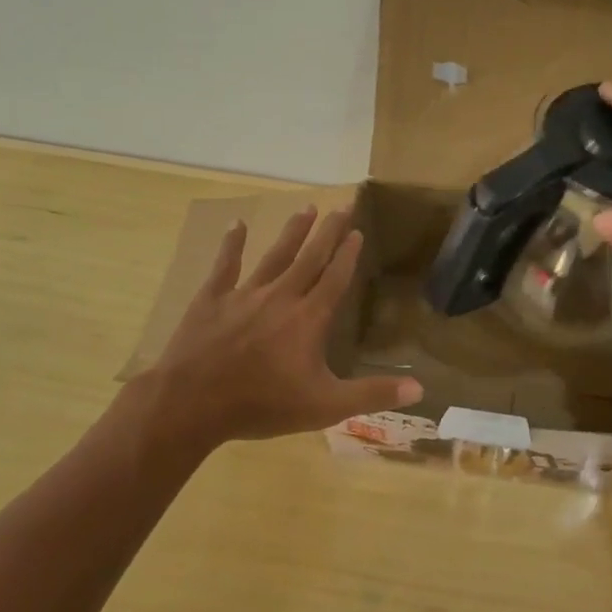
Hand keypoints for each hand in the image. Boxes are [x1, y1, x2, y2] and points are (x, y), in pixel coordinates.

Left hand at [129, 206, 422, 452]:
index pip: (335, 278)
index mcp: (309, 318)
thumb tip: (419, 388)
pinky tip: (238, 224)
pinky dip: (232, 245)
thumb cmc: (262, 405)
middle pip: (310, 257)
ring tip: (306, 208)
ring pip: (275, 256)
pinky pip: (225, 266)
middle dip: (328, 231)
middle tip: (342, 206)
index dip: (348, 254)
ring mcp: (244, 295)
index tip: (357, 231)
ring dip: (293, 232)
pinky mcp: (211, 300)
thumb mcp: (325, 406)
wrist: (191, 405)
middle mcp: (281, 297)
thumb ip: (372, 394)